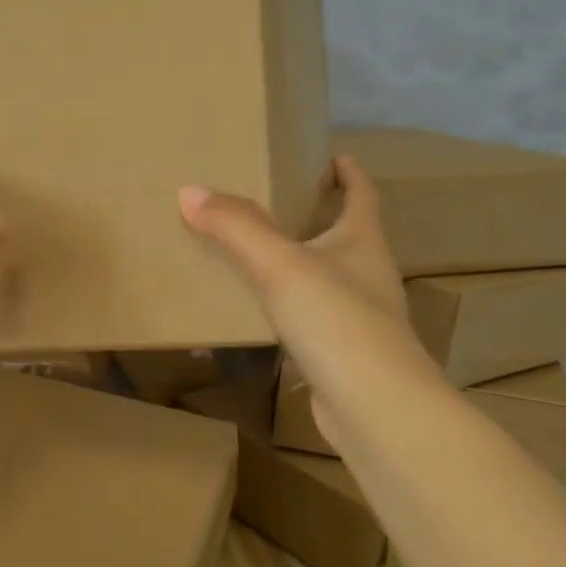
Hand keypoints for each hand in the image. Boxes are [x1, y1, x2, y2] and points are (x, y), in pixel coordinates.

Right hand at [179, 156, 438, 446]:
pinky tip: (253, 315)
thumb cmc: (337, 322)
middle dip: (314, 216)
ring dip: (296, 264)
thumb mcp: (281, 265)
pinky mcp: (342, 355)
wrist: (375, 409)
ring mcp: (358, 318)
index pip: (362, 195)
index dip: (348, 173)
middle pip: (344, 235)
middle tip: (269, 202)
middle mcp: (367, 275)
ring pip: (324, 279)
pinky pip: (307, 320)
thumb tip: (190, 190)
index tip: (329, 157)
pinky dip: (283, 309)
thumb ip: (237, 227)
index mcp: (362, 242)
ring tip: (251, 254)